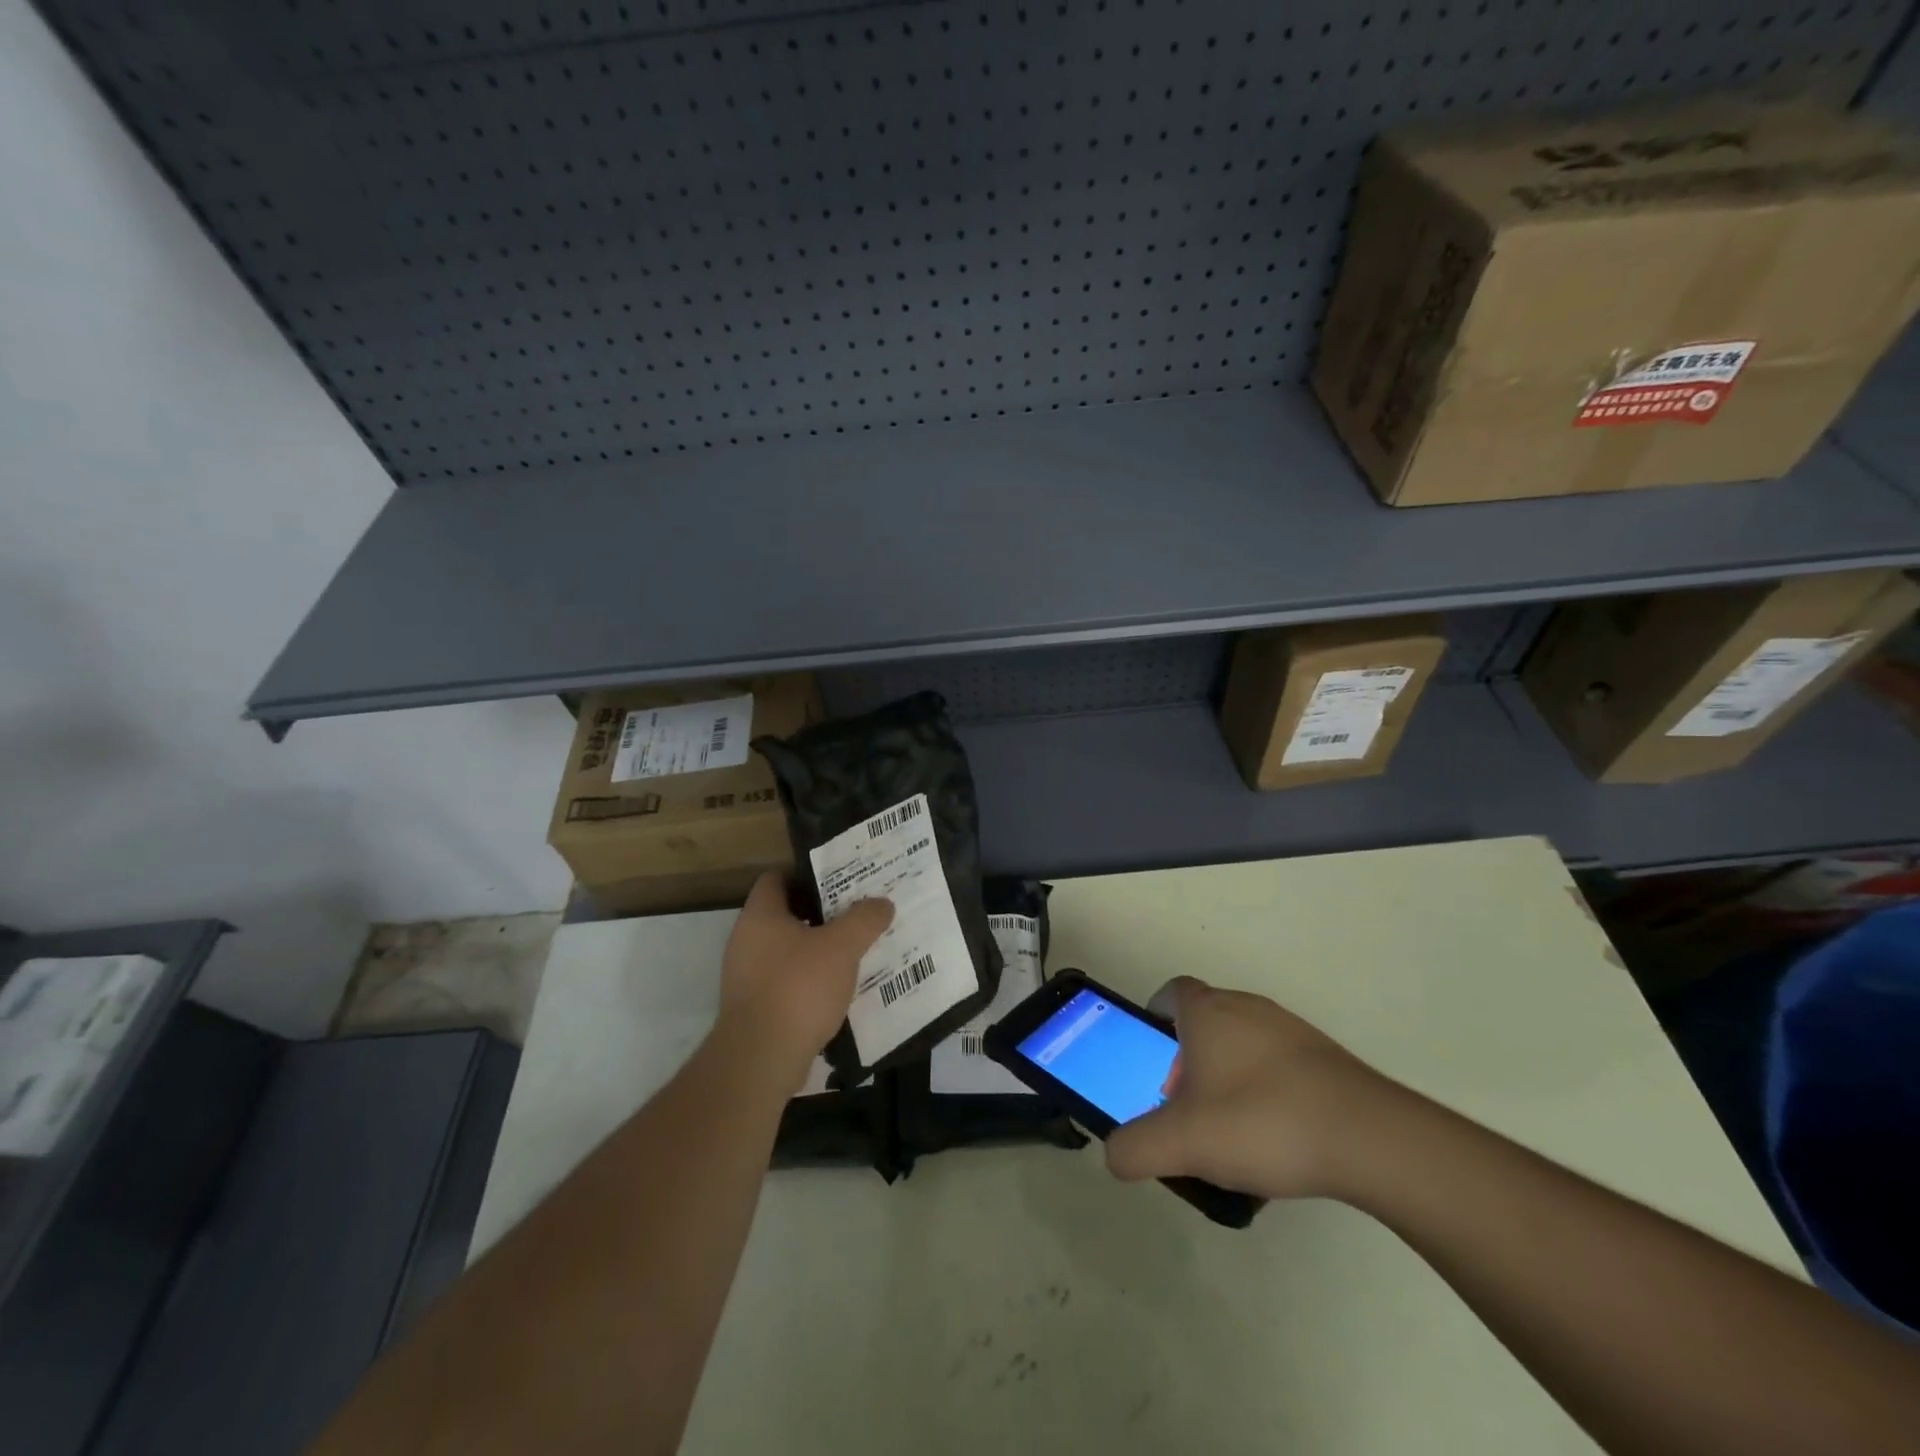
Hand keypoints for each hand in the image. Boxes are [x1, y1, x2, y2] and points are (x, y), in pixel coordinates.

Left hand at [718, 872, 893, 1074]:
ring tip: (854, 951)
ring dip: (817, 950)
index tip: (840, 880)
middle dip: (821, 914)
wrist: (761, 1058)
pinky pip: (786, 982)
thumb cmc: (798, 987)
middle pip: (785, 915)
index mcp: (760, 915)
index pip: (776, 879)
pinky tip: (838, 989)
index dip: (807, 875)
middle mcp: (746, 940)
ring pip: (787, 951)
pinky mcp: (754, 1008)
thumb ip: (864, 920)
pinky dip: (809, 981)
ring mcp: (746, 977)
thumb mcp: (842, 947)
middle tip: (855, 914)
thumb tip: (882, 903)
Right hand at [1104, 977, 1401, 1201]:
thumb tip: (1116, 1154)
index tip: (1152, 1057)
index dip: (1155, 1018)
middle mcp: (1247, 1007)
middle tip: (1186, 1107)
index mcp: (1208, 1012)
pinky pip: (1279, 1066)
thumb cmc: (1262, 1122)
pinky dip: (1267, 1092)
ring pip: (1243, 1045)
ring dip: (1228, 1078)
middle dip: (1188, 1060)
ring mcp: (1290, 1030)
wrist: (1369, 1138)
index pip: (1170, 993)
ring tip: (1231, 1132)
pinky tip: (1276, 1140)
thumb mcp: (1183, 1143)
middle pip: (1205, 1022)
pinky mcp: (1324, 1057)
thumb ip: (1136, 1148)